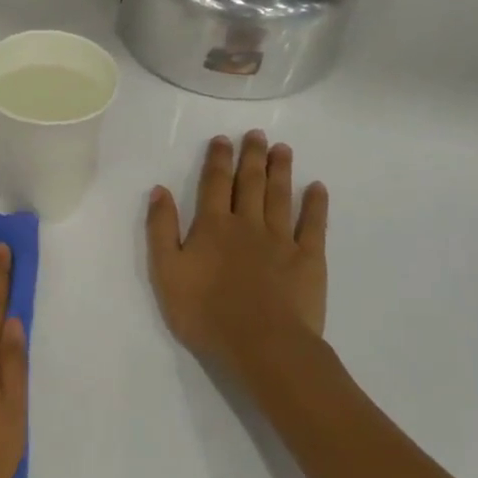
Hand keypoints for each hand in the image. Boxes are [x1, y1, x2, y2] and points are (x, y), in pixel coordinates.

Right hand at [146, 132, 330, 384]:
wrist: (260, 343)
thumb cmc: (205, 312)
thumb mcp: (166, 272)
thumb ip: (162, 229)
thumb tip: (160, 190)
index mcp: (212, 226)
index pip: (214, 184)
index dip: (218, 159)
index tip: (222, 139)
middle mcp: (247, 224)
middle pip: (250, 183)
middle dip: (252, 156)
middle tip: (257, 134)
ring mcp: (281, 240)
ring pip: (280, 196)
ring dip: (280, 171)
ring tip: (282, 149)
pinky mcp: (308, 259)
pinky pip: (313, 225)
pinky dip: (315, 205)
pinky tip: (317, 188)